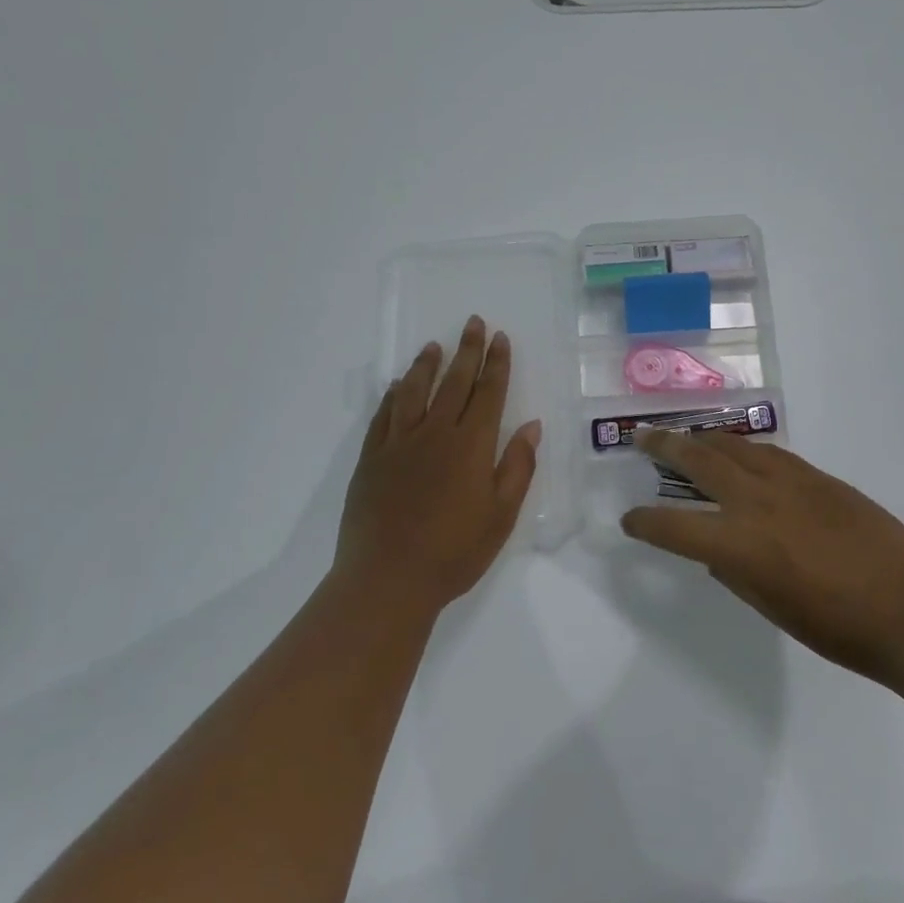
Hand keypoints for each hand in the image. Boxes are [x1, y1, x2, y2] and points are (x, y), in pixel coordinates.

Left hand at [337, 315, 541, 616]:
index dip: (496, 363)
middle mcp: (435, 433)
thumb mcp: (501, 515)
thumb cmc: (454, 552)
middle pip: (454, 382)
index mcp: (471, 445)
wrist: (387, 580)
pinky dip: (393, 395)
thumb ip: (517, 466)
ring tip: (434, 345)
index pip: (488, 392)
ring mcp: (399, 443)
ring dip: (427, 364)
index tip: (501, 338)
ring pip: (414, 391)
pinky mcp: (372, 458)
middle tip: (473, 323)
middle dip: (467, 350)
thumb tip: (531, 426)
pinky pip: (384, 415)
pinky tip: (397, 386)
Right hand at [620, 431, 903, 683]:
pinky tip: (742, 454)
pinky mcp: (819, 476)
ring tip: (688, 437)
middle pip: (699, 460)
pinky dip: (746, 449)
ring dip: (705, 439)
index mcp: (739, 544)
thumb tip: (717, 550)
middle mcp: (757, 502)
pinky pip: (770, 453)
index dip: (645, 523)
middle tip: (643, 437)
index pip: (674, 526)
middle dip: (665, 446)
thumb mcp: (772, 608)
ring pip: (736, 446)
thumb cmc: (838, 628)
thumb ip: (736, 572)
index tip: (630, 520)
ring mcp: (790, 481)